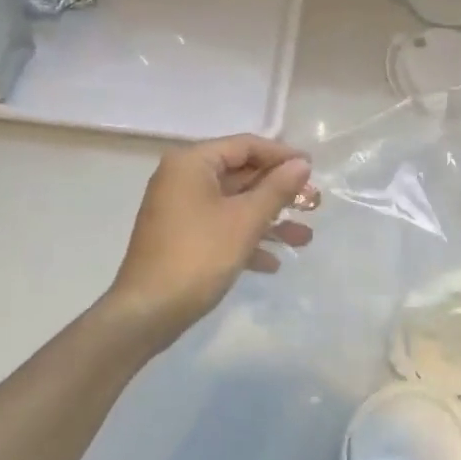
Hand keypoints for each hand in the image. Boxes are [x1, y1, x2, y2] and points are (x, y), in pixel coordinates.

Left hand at [104, 135, 313, 350]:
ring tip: (305, 238)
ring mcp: (180, 210)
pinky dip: (246, 239)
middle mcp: (183, 179)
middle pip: (241, 175)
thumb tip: (302, 164)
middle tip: (314, 204)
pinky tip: (273, 263)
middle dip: (279, 192)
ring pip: (234, 205)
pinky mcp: (181, 238)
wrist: (146, 313)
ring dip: (269, 220)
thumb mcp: (245, 220)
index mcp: (192, 163)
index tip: (313, 169)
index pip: (245, 146)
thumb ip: (277, 188)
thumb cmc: (198, 256)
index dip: (282, 155)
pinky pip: (221, 227)